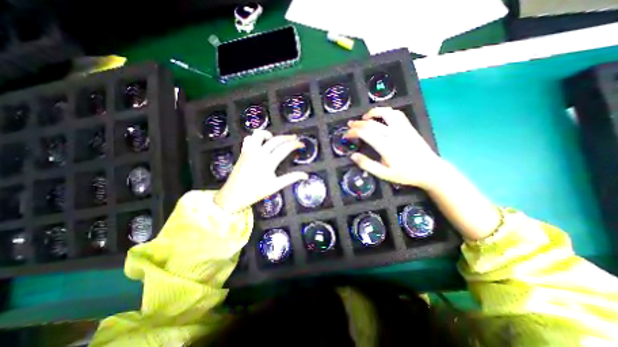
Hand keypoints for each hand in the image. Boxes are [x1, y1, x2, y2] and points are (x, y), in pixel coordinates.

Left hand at [216, 130, 308, 213]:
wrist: (234, 195)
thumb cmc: (256, 192)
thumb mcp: (276, 186)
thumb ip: (291, 178)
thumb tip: (305, 175)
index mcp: (269, 162)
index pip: (285, 148)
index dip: (295, 144)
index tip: (301, 144)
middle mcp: (259, 153)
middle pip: (275, 139)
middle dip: (287, 137)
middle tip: (294, 138)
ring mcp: (249, 151)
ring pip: (259, 134)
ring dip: (269, 134)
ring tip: (274, 138)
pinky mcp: (243, 152)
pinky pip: (248, 139)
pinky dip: (255, 138)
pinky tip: (260, 143)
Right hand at [347, 107, 444, 191]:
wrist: (430, 170)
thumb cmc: (406, 174)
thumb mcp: (384, 174)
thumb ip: (367, 165)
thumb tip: (353, 156)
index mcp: (386, 146)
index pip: (365, 133)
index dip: (352, 132)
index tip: (346, 135)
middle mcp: (393, 134)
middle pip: (371, 123)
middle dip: (357, 123)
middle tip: (349, 125)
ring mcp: (403, 128)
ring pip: (386, 113)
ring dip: (373, 113)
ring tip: (365, 117)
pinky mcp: (409, 127)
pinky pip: (397, 114)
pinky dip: (386, 112)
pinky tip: (381, 116)